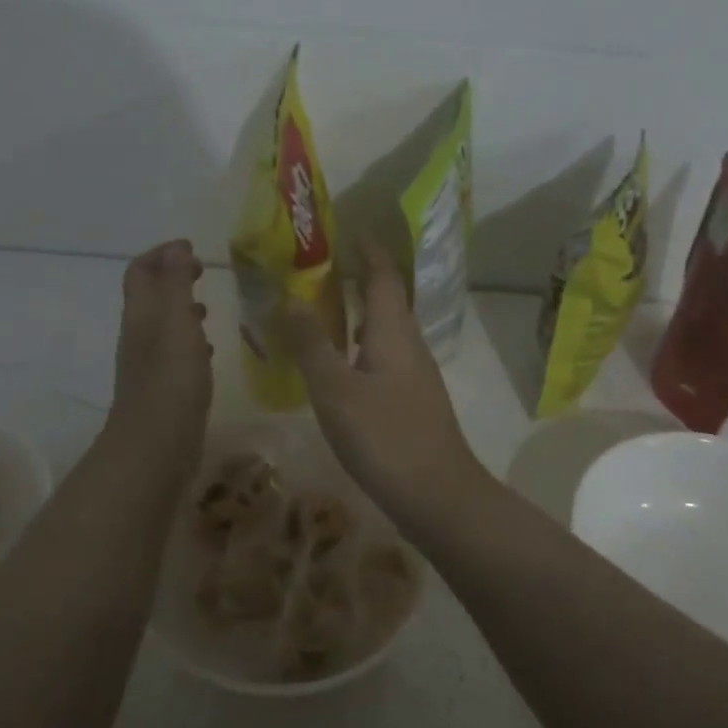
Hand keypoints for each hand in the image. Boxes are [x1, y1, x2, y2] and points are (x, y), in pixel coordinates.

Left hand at [108, 239, 212, 475]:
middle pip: (149, 295)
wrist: (156, 444)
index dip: (161, 254)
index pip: (140, 271)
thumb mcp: (177, 321)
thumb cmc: (170, 377)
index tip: (191, 247)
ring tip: (208, 307)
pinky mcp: (163, 387)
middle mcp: (139, 334)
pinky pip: (173, 352)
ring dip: (181, 309)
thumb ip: (176, 283)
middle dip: (172, 277)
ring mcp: (148, 363)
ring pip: (162, 324)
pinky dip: (189, 339)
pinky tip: (208, 350)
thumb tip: (175, 248)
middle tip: (202, 271)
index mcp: (141, 314)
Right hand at [278, 241, 486, 526]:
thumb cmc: (384, 437)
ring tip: (327, 313)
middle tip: (323, 271)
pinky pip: (387, 358)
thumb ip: (312, 343)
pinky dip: (364, 347)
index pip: (383, 277)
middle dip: (362, 280)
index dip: (368, 252)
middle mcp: (411, 346)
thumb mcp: (336, 390)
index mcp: (393, 333)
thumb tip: (289, 296)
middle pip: (388, 301)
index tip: (351, 231)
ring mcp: (417, 376)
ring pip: (388, 332)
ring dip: (362, 315)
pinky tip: (343, 368)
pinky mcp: (416, 403)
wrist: (438, 496)